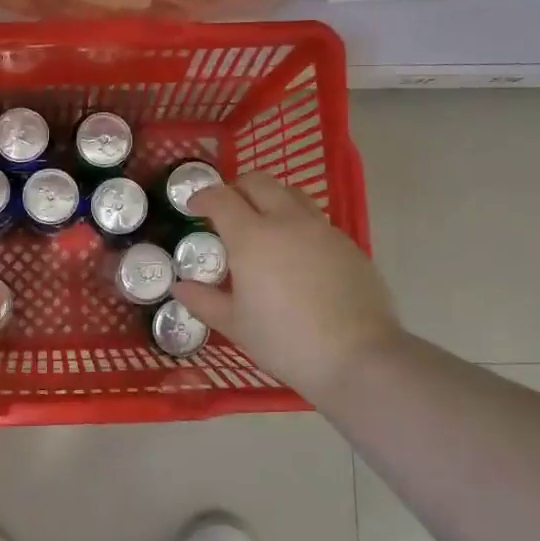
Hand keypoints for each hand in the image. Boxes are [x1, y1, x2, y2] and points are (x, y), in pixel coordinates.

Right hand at [172, 173, 400, 401]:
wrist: (358, 358)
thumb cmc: (285, 342)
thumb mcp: (236, 325)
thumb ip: (204, 301)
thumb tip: (180, 286)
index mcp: (252, 237)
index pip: (221, 198)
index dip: (202, 197)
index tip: (193, 207)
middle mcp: (287, 221)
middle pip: (259, 182)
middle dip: (236, 188)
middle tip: (226, 211)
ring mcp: (322, 230)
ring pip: (291, 194)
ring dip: (270, 199)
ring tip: (262, 226)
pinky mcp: (348, 244)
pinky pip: (315, 220)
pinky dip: (296, 224)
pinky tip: (295, 255)